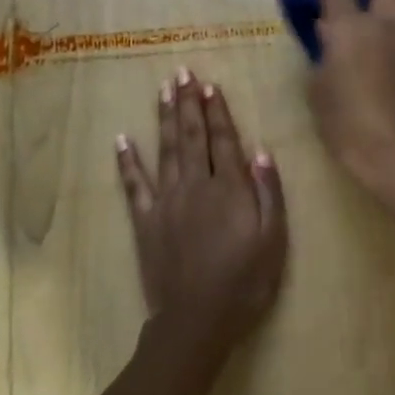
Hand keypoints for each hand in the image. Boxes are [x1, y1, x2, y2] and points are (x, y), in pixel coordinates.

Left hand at [117, 70, 287, 359]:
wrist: (196, 322)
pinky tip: (122, 139)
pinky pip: (134, 185)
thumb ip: (268, 193)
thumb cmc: (244, 283)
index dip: (218, 111)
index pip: (223, 139)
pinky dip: (127, 161)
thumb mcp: (273, 240)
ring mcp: (166, 201)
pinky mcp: (145, 221)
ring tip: (163, 89)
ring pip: (165, 150)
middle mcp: (195, 185)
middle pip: (192, 136)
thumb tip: (260, 152)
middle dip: (188, 102)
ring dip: (164, 117)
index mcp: (228, 188)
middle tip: (183, 72)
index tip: (211, 85)